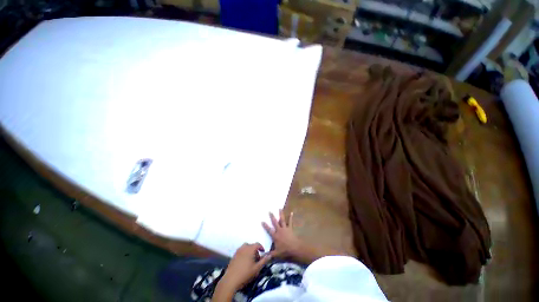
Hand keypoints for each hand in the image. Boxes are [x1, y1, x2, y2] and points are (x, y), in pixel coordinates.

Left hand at [220, 243, 271, 290]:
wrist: (231, 280)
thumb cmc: (246, 273)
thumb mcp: (257, 268)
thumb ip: (264, 261)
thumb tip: (270, 255)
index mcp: (250, 249)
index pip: (257, 244)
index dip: (261, 247)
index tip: (263, 252)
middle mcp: (244, 247)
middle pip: (251, 245)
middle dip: (255, 250)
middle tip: (257, 259)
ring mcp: (238, 251)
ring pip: (245, 247)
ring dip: (249, 251)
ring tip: (250, 260)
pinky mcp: (233, 255)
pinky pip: (241, 251)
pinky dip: (244, 253)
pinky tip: (244, 262)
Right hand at [262, 209, 302, 257]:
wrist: (295, 249)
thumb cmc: (285, 251)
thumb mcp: (276, 254)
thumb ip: (269, 255)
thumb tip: (262, 256)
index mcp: (275, 236)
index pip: (269, 230)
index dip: (265, 226)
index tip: (262, 221)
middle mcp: (279, 230)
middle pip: (275, 222)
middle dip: (272, 217)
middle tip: (269, 211)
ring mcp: (285, 229)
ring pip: (282, 220)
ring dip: (281, 214)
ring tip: (280, 208)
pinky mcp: (290, 229)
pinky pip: (290, 222)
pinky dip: (291, 217)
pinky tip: (292, 213)